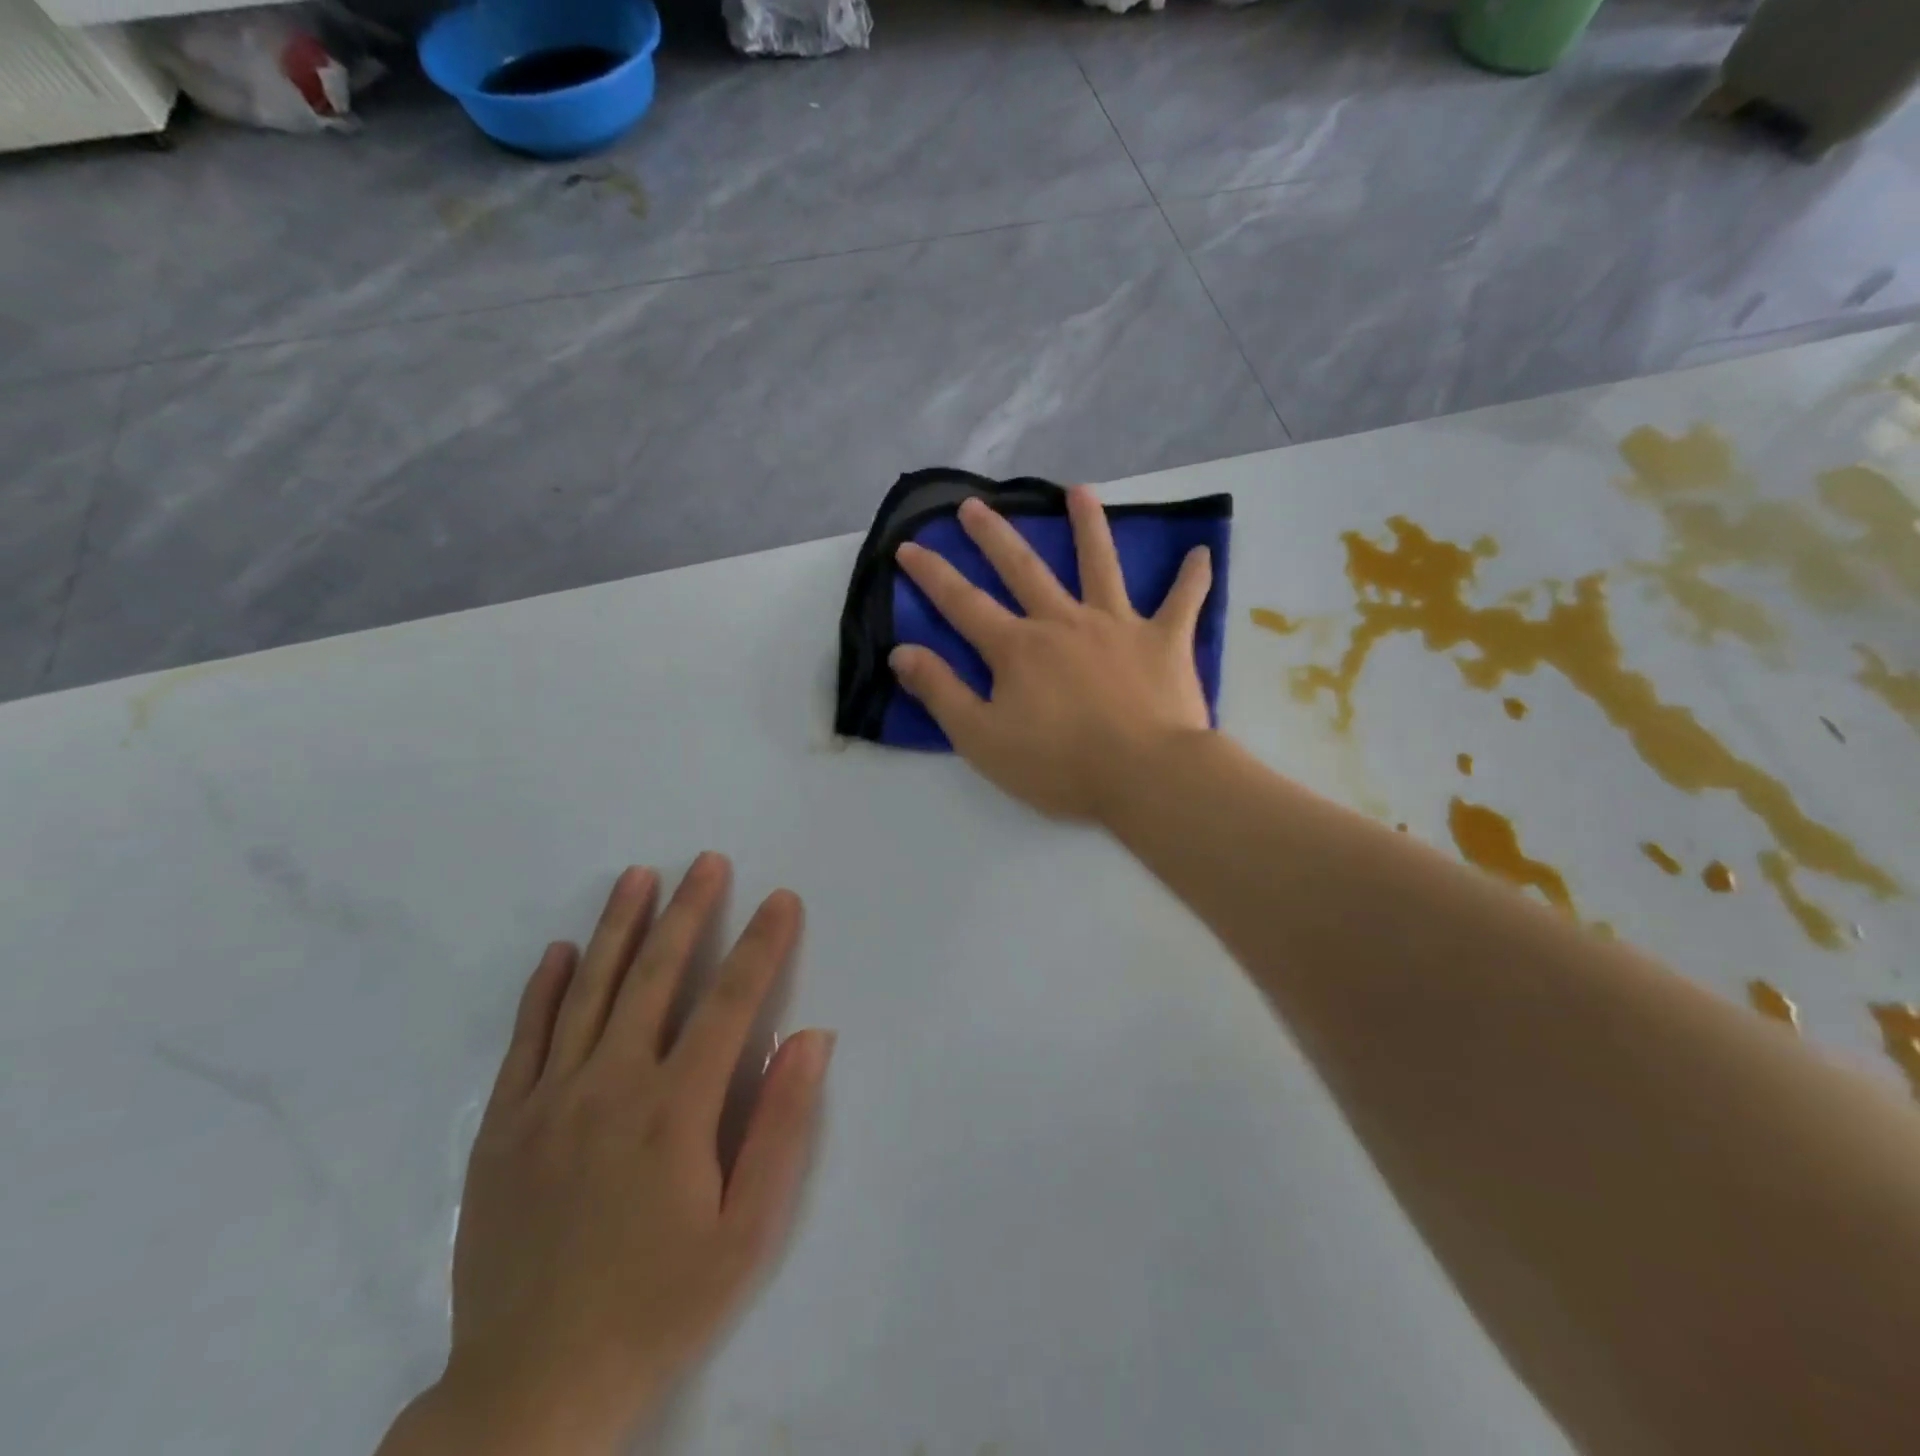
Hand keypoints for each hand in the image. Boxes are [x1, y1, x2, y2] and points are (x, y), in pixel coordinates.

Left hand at [399, 855, 833, 1454]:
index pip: (731, 1002)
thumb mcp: (746, 1232)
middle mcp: (611, 1086)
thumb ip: (779, 1127)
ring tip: (639, 875)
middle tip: (708, 860)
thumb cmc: (659, 1304)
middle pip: (656, 976)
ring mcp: (548, 1101)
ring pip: (588, 991)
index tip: (780, 899)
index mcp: (675, 1109)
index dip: (761, 944)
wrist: (530, 1389)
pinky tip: (561, 950)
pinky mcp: (502, 1125)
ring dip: (618, 927)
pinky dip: (545, 988)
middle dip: (688, 911)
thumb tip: (810, 1038)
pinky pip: (526, 1039)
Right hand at [889, 486, 1213, 821]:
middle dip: (995, 536)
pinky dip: (1192, 577)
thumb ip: (941, 692)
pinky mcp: (1164, 641)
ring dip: (1089, 526)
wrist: (1144, 776)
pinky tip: (1201, 552)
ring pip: (1100, 565)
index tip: (909, 545)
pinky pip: (1182, 602)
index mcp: (1018, 648)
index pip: (963, 603)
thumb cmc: (1059, 765)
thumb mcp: (981, 739)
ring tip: (1079, 491)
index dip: (932, 575)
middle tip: (976, 504)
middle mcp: (1063, 622)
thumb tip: (902, 651)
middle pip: (1024, 569)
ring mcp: (1117, 625)